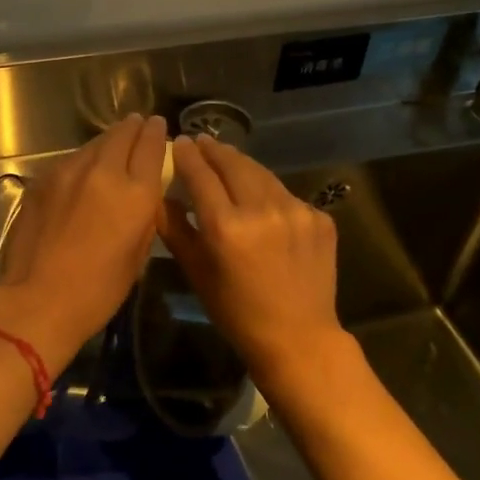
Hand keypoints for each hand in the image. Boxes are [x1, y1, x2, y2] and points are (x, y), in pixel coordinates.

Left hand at [0, 114, 167, 372]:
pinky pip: (69, 160)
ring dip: (107, 140)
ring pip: (94, 143)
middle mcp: (104, 171)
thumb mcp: (138, 255)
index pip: (151, 146)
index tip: (157, 124)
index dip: (156, 132)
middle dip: (133, 127)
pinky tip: (82, 169)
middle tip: (138, 124)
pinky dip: (82, 159)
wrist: (38, 298)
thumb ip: (144, 215)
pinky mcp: (42, 179)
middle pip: (122, 134)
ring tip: (113, 142)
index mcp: (136, 193)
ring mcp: (68, 171)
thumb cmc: (98, 290)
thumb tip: (143, 194)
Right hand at [158, 133, 345, 385]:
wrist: (298, 338)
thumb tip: (160, 197)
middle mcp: (262, 209)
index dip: (189, 155)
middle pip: (234, 164)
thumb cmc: (236, 311)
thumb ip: (175, 229)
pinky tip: (262, 201)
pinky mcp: (319, 218)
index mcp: (226, 226)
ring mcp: (296, 211)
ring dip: (243, 165)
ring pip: (262, 174)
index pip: (201, 174)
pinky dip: (269, 192)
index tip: (181, 141)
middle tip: (204, 141)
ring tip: (229, 161)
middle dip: (216, 150)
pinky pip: (287, 195)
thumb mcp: (196, 272)